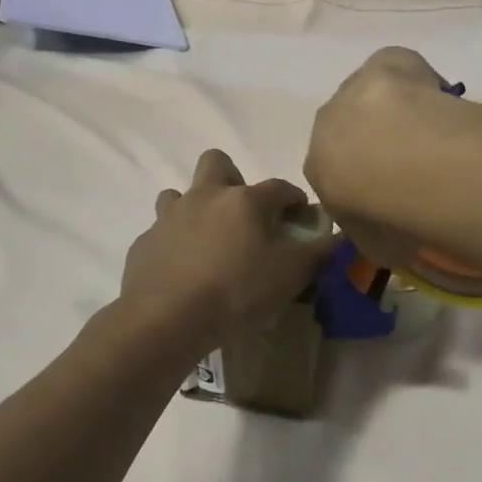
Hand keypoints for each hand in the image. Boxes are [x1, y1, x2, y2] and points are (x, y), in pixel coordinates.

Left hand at [119, 149, 332, 351]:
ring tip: (208, 241)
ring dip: (196, 208)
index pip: (280, 187)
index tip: (301, 217)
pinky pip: (161, 232)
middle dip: (233, 179)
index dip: (295, 199)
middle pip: (217, 163)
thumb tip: (337, 236)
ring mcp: (169, 217)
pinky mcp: (144, 243)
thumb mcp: (291, 275)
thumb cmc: (237, 291)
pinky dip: (174, 243)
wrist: (167, 318)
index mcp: (245, 200)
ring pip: (180, 194)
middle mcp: (205, 196)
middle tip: (244, 216)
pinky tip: (183, 270)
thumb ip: (318, 252)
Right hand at [305, 47, 451, 270]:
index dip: (366, 180)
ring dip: (397, 110)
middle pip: (351, 127)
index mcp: (318, 168)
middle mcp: (327, 123)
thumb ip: (375, 232)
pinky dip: (419, 80)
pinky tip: (441, 101)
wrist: (398, 161)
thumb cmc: (382, 212)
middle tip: (415, 161)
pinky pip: (400, 69)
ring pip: (373, 96)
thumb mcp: (375, 244)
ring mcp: (355, 88)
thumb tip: (388, 232)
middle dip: (377, 140)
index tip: (393, 190)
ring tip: (433, 132)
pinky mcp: (384, 62)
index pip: (336, 172)